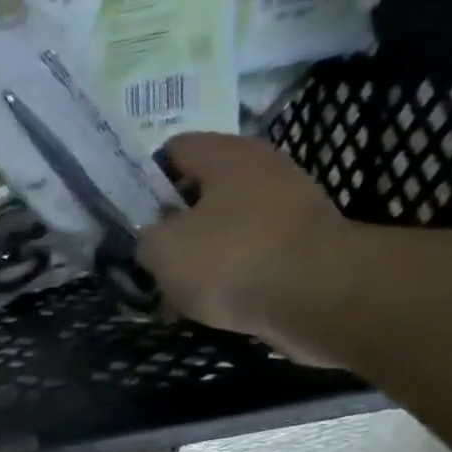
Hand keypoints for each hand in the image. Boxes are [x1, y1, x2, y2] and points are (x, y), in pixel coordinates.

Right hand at [139, 134, 357, 361]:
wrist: (319, 297)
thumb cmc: (230, 259)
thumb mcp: (161, 249)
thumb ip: (145, 237)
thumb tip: (152, 239)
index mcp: (228, 155)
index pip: (174, 149)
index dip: (146, 180)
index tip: (132, 217)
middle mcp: (264, 169)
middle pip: (202, 189)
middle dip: (173, 223)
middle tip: (151, 256)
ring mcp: (290, 206)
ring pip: (225, 224)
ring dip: (199, 253)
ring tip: (176, 289)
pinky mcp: (304, 244)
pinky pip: (250, 252)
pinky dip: (228, 273)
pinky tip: (210, 302)